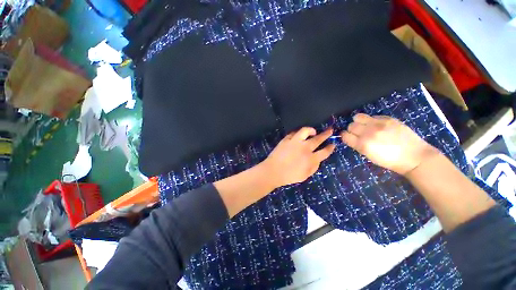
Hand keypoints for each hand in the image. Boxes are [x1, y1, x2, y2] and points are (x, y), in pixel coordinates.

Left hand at [261, 127, 335, 187]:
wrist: (273, 171)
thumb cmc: (289, 176)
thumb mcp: (305, 175)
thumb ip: (314, 167)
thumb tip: (318, 159)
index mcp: (311, 159)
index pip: (325, 151)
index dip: (330, 147)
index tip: (333, 144)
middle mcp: (305, 148)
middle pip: (318, 139)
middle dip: (326, 134)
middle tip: (330, 130)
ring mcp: (295, 142)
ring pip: (306, 131)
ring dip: (311, 130)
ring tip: (313, 131)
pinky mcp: (286, 139)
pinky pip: (294, 133)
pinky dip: (298, 133)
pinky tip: (299, 135)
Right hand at [340, 114, 439, 174]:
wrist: (414, 156)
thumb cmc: (390, 161)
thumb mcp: (369, 156)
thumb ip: (358, 145)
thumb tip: (351, 137)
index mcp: (362, 145)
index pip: (344, 135)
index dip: (345, 136)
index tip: (348, 137)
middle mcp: (368, 133)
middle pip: (350, 125)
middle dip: (352, 129)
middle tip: (359, 133)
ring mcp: (378, 124)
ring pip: (358, 117)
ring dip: (359, 122)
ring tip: (366, 126)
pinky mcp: (388, 119)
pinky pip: (372, 116)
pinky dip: (372, 120)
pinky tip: (379, 126)